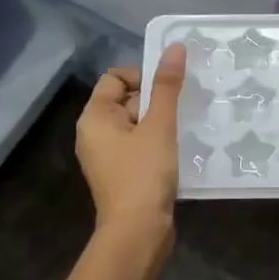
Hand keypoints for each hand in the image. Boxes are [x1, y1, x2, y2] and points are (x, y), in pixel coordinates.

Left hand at [77, 43, 184, 244]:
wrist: (137, 232)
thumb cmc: (143, 174)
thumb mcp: (159, 126)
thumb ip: (167, 86)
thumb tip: (174, 47)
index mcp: (94, 118)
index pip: (115, 78)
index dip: (142, 76)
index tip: (168, 90)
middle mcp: (94, 134)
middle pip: (126, 100)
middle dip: (155, 101)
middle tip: (182, 110)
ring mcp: (107, 156)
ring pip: (136, 125)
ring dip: (159, 123)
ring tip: (184, 129)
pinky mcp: (122, 174)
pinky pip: (139, 146)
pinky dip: (157, 143)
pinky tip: (178, 151)